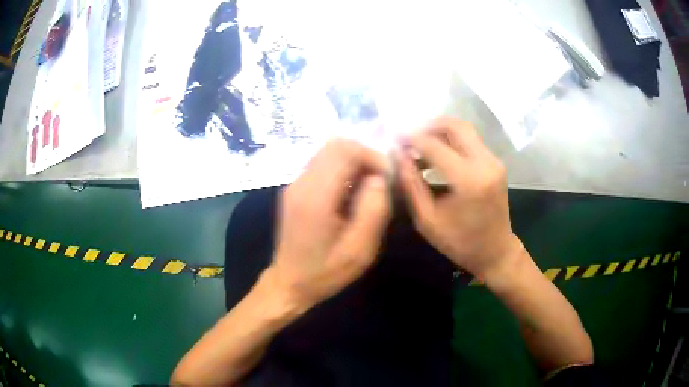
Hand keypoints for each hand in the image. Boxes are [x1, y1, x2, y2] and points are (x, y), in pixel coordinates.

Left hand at [268, 139, 390, 310]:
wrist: (289, 282)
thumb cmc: (325, 272)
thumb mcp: (359, 250)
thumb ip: (374, 210)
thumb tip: (379, 178)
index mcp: (315, 197)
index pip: (345, 151)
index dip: (372, 157)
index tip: (386, 179)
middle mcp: (301, 182)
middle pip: (336, 145)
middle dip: (364, 156)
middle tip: (378, 182)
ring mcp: (295, 184)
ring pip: (329, 152)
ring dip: (353, 163)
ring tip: (366, 189)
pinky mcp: (295, 189)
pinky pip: (322, 165)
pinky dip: (342, 170)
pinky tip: (349, 195)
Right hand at [397, 117, 522, 279]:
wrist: (495, 252)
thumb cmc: (460, 243)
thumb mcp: (427, 220)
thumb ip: (411, 185)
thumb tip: (397, 156)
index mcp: (468, 180)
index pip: (434, 146)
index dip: (411, 139)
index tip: (394, 140)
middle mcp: (485, 163)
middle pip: (455, 126)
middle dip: (428, 126)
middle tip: (409, 138)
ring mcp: (494, 161)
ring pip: (464, 130)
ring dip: (440, 132)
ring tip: (420, 146)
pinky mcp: (495, 163)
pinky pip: (471, 141)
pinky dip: (451, 141)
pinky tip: (436, 155)